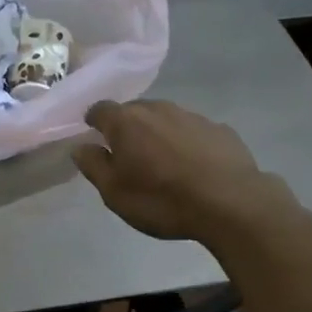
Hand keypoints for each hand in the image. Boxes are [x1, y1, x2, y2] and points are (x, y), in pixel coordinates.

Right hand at [73, 99, 283, 241]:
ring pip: (165, 119)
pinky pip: (192, 131)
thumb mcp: (114, 193)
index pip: (100, 109)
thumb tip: (80, 147)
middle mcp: (158, 109)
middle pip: (134, 111)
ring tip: (161, 163)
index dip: (93, 122)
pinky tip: (192, 167)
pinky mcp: (219, 129)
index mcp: (126, 122)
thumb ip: (93, 166)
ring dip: (157, 135)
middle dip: (126, 128)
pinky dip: (185, 143)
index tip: (93, 137)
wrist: (230, 203)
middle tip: (127, 156)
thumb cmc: (161, 200)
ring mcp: (192, 116)